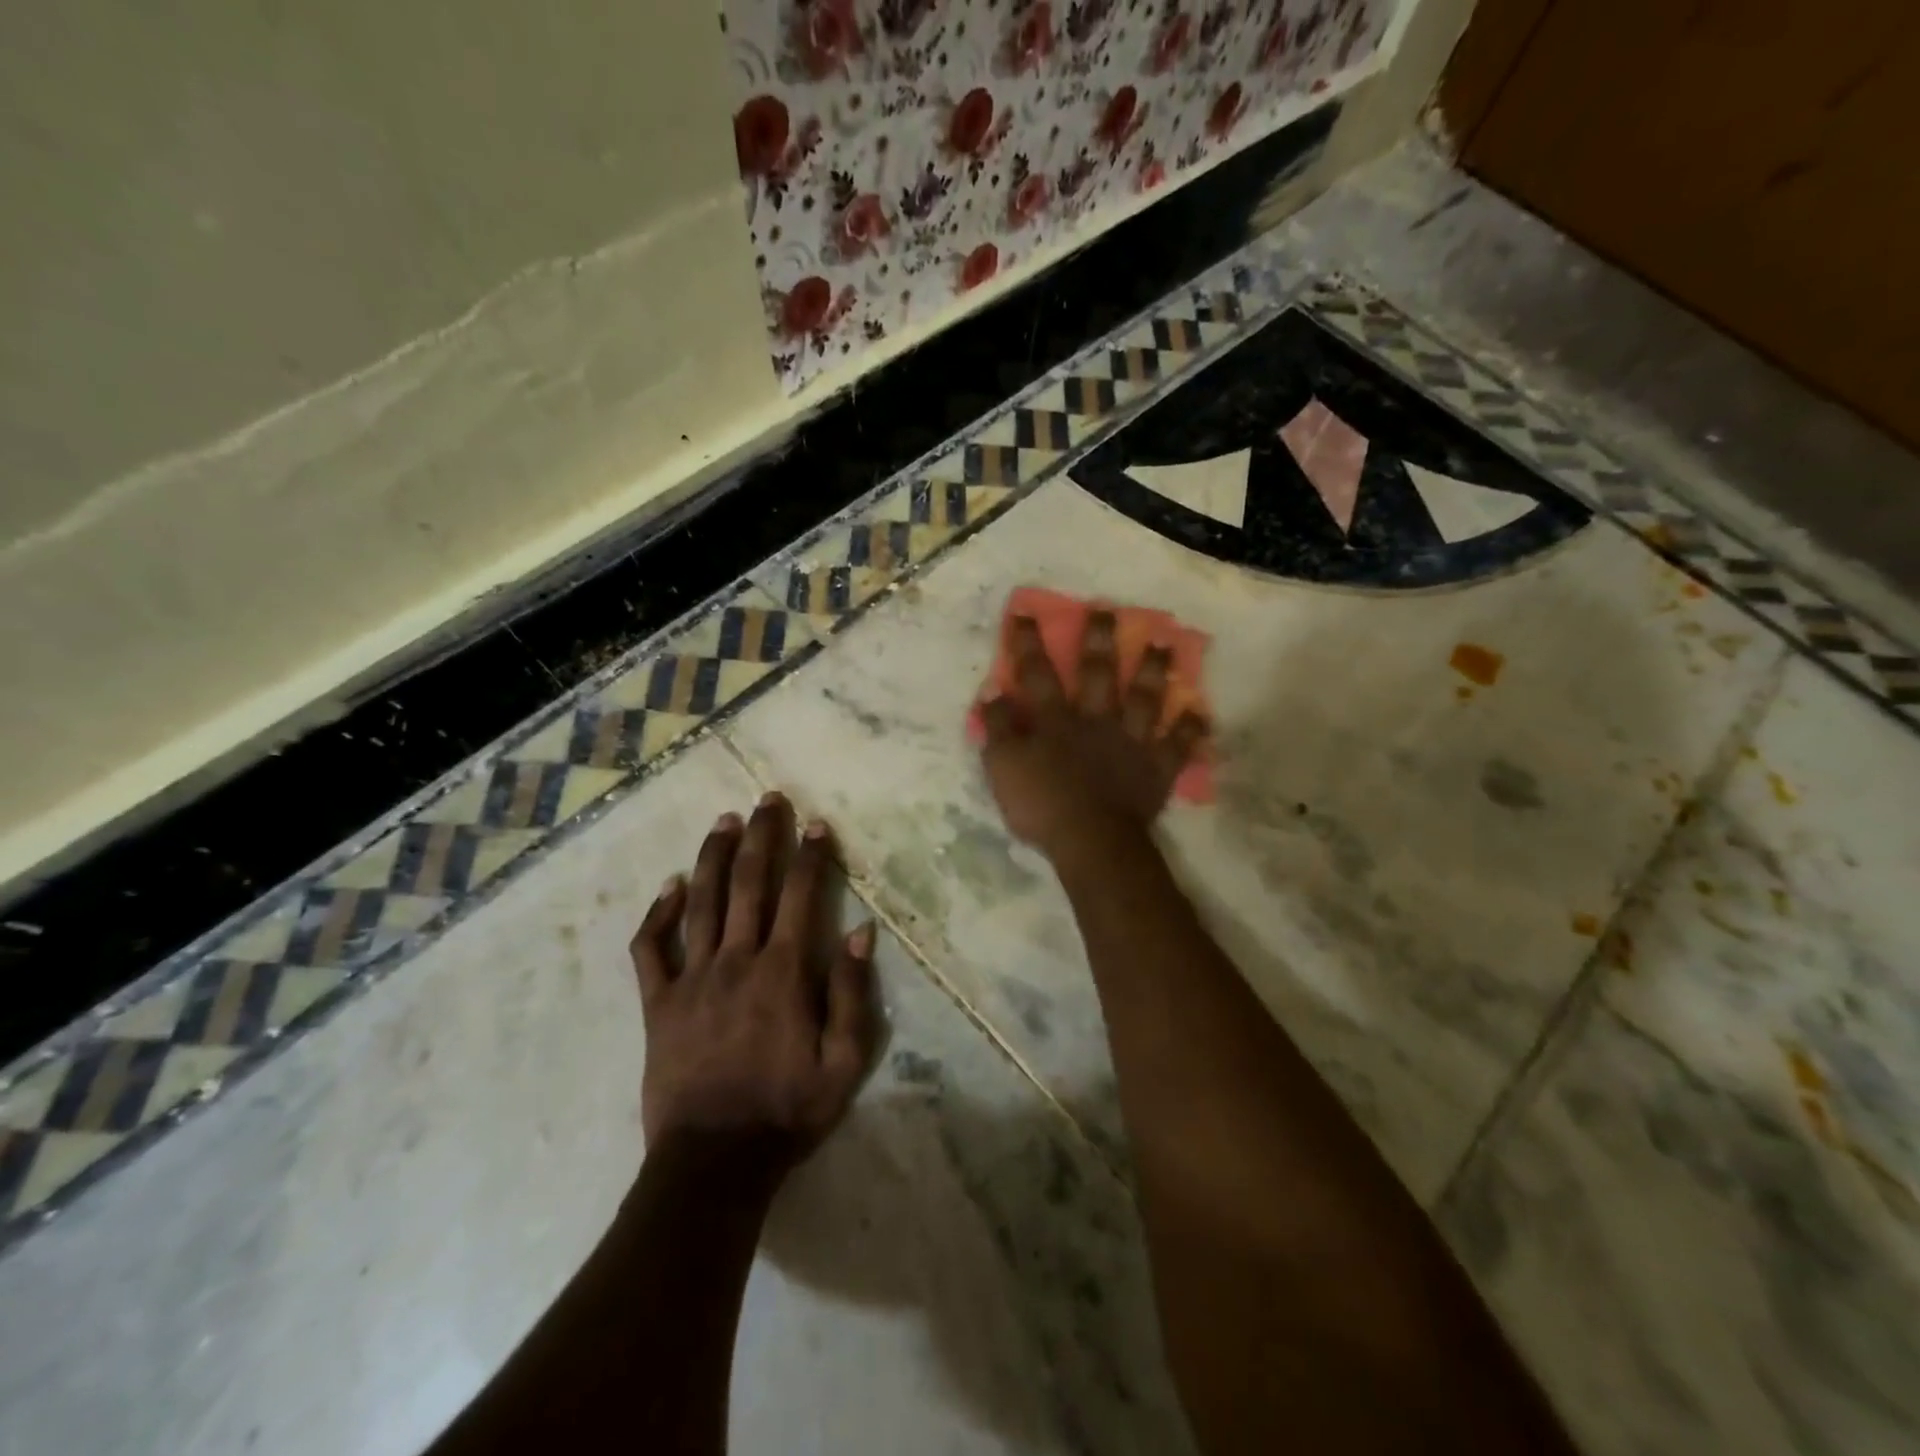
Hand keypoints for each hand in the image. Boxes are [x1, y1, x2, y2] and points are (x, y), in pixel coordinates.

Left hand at [630, 794, 879, 1166]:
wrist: (713, 1164)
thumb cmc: (787, 1112)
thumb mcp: (844, 1063)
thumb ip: (851, 994)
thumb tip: (859, 932)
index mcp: (783, 972)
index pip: (801, 896)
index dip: (812, 856)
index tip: (817, 824)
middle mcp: (737, 960)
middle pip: (749, 884)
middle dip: (762, 837)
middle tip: (767, 799)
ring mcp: (692, 979)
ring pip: (702, 902)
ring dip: (713, 857)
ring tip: (724, 821)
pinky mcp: (658, 1003)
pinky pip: (651, 949)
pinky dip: (659, 914)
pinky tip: (670, 887)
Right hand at [979, 611, 1207, 861]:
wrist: (1091, 840)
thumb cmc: (1041, 805)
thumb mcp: (1002, 768)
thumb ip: (997, 729)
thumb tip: (993, 693)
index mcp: (1055, 720)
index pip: (1037, 673)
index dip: (1028, 643)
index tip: (1025, 611)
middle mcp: (1095, 720)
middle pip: (1098, 673)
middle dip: (1099, 639)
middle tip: (1107, 609)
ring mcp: (1131, 741)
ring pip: (1145, 698)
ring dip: (1153, 670)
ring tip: (1164, 644)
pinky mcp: (1156, 767)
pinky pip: (1177, 745)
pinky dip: (1190, 730)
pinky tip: (1200, 713)